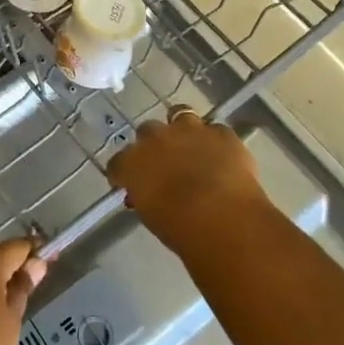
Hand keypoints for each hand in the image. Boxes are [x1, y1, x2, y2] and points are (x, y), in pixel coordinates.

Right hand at [108, 107, 270, 255]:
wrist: (226, 217)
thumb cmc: (183, 230)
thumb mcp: (154, 220)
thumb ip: (146, 199)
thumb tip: (148, 195)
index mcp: (132, 164)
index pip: (117, 164)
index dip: (124, 174)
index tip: (130, 186)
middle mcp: (155, 139)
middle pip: (146, 131)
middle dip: (153, 145)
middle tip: (164, 164)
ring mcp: (189, 130)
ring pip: (180, 114)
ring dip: (182, 128)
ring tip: (192, 145)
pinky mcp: (220, 132)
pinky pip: (215, 131)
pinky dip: (216, 141)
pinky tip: (223, 156)